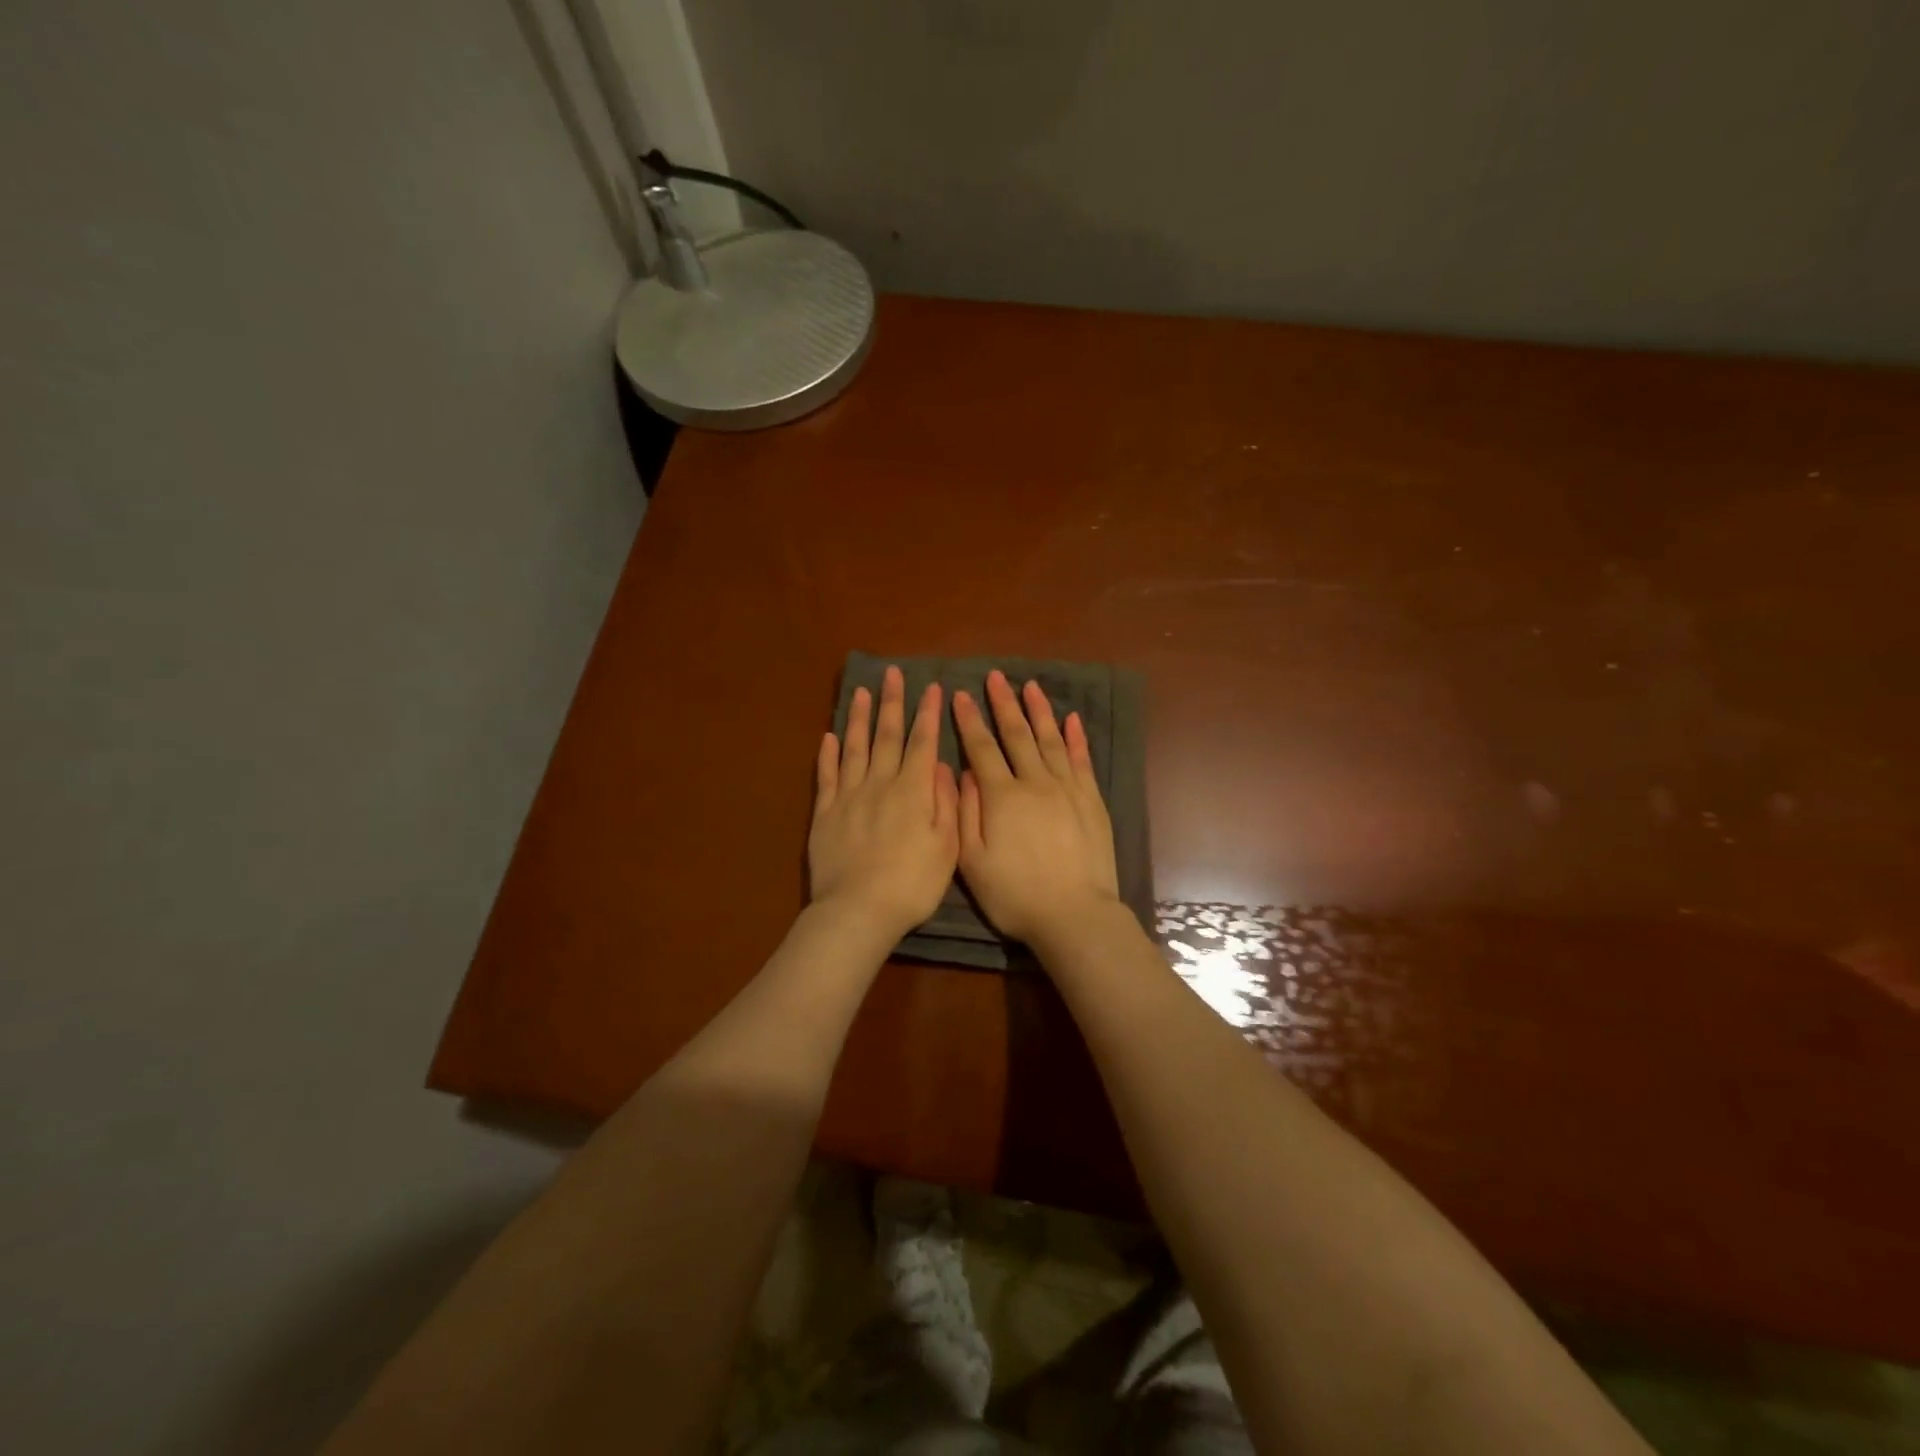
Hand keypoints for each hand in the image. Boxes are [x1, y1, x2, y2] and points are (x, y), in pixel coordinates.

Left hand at [809, 666, 959, 941]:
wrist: (858, 910)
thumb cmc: (912, 884)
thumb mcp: (947, 847)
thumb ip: (946, 802)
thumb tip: (942, 765)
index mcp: (913, 791)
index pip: (923, 743)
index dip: (928, 714)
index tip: (932, 688)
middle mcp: (880, 784)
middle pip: (887, 736)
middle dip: (892, 703)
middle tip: (892, 673)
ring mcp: (848, 796)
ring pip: (854, 747)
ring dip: (858, 718)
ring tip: (860, 692)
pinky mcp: (825, 813)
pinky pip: (826, 776)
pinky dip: (827, 754)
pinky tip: (828, 736)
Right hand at [953, 670, 1120, 943]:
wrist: (1074, 915)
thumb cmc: (1015, 895)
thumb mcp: (973, 861)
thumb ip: (965, 813)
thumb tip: (964, 772)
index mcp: (1001, 797)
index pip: (981, 748)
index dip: (969, 720)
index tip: (960, 695)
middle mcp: (1035, 783)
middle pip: (1017, 735)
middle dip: (1003, 704)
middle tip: (995, 677)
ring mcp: (1067, 790)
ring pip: (1051, 740)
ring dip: (1039, 711)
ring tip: (1030, 686)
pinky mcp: (1091, 801)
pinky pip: (1082, 761)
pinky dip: (1076, 738)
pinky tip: (1071, 720)